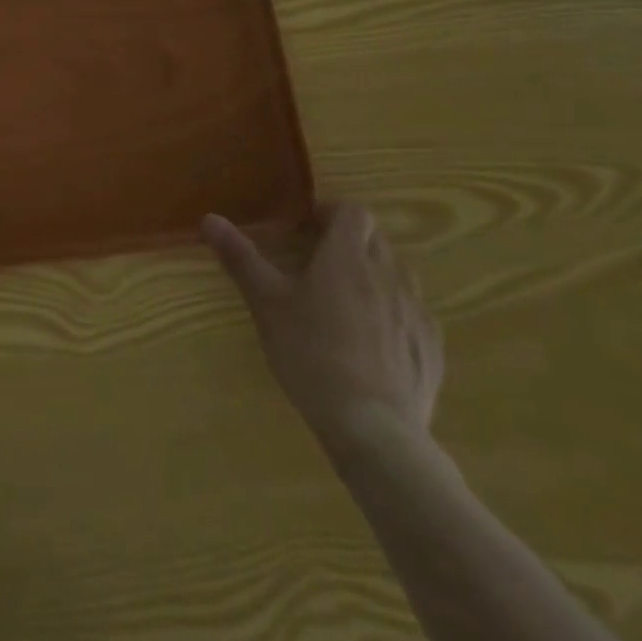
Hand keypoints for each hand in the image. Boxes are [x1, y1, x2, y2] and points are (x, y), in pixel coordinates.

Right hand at [203, 202, 442, 468]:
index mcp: (347, 257)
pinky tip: (371, 344)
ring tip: (344, 303)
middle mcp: (389, 274)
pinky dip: (393, 314)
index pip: (352, 212)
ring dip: (374, 276)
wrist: (373, 428)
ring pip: (397, 276)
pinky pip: (413, 314)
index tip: (307, 227)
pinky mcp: (431, 348)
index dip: (331, 212)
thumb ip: (240, 258)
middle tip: (317, 264)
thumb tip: (210, 218)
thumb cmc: (311, 354)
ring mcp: (416, 312)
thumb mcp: (266, 304)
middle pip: (375, 240)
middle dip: (349, 243)